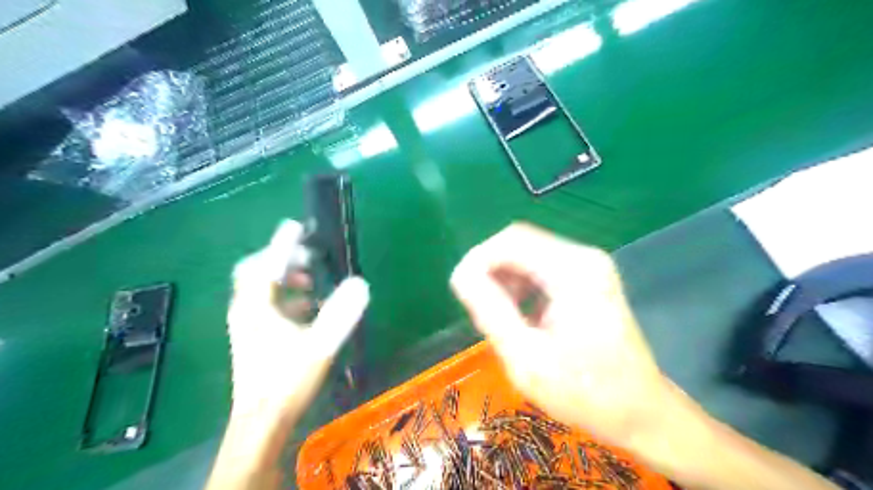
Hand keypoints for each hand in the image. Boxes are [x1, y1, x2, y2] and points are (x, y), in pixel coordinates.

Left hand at [223, 219, 367, 420]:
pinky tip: (306, 307)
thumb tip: (361, 283)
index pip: (266, 264)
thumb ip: (340, 313)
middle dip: (283, 259)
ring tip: (310, 279)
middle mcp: (245, 310)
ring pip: (261, 289)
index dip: (283, 243)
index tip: (297, 225)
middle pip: (257, 272)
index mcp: (256, 306)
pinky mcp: (253, 337)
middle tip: (309, 256)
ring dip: (285, 278)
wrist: (261, 422)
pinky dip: (285, 297)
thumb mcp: (319, 344)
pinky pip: (266, 305)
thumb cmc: (287, 380)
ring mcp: (247, 324)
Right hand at [450, 223, 672, 448]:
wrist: (641, 411)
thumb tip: (460, 275)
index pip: (510, 241)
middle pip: (518, 242)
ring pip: (527, 252)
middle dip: (490, 269)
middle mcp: (583, 256)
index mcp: (572, 272)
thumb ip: (489, 311)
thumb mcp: (526, 358)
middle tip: (481, 310)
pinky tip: (520, 312)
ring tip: (500, 315)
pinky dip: (520, 282)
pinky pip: (540, 265)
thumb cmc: (585, 393)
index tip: (460, 292)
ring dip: (504, 277)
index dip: (477, 260)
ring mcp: (588, 264)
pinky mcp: (587, 275)